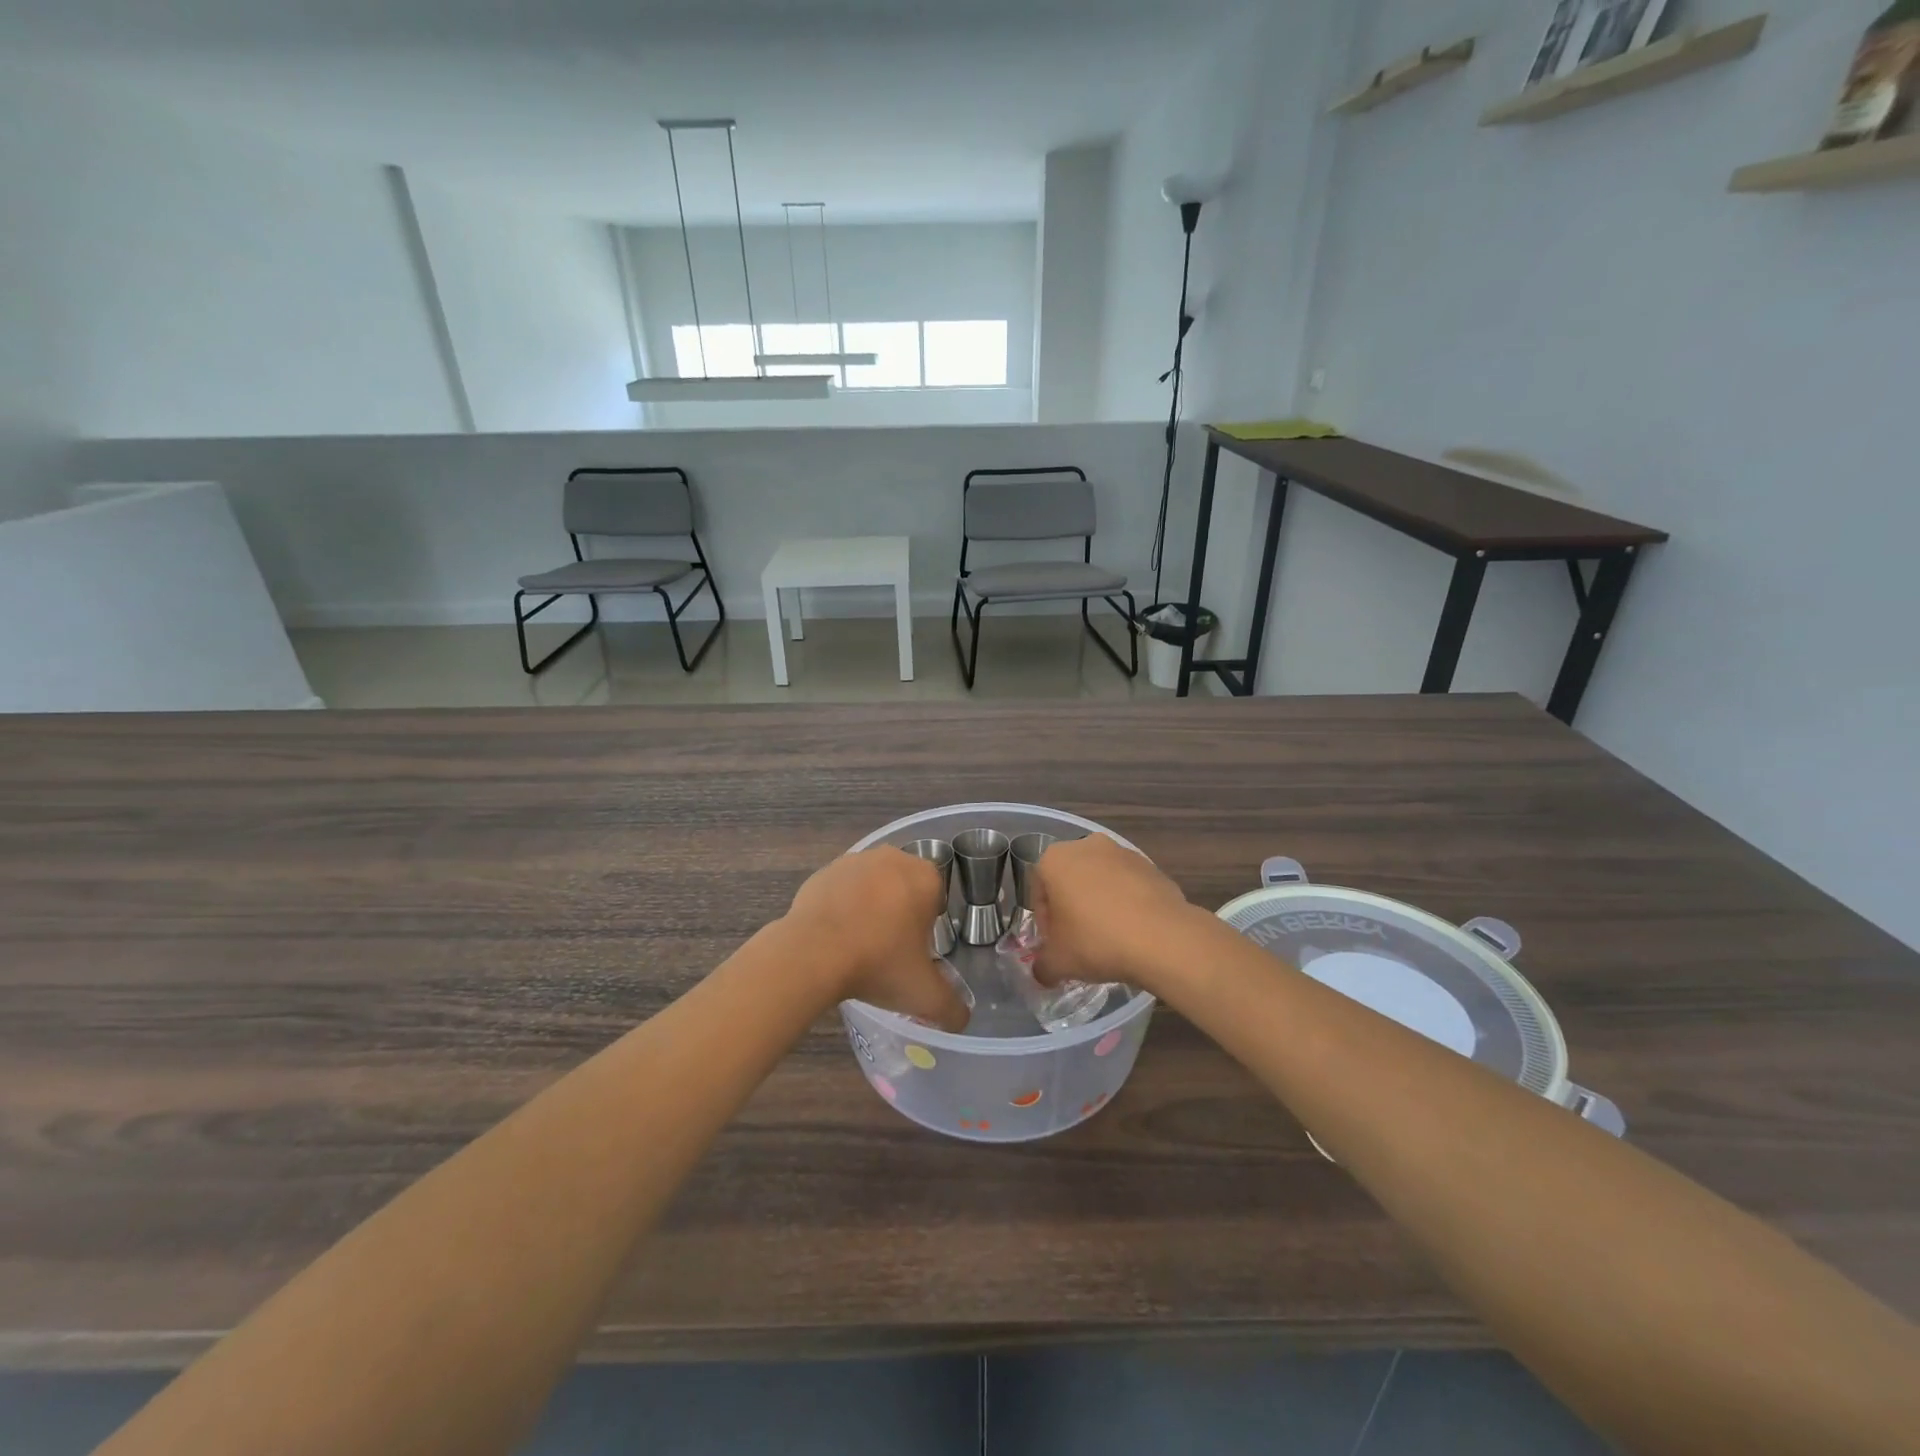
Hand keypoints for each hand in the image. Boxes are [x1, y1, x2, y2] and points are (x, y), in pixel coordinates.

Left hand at [782, 848, 969, 1030]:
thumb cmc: (878, 963)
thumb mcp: (924, 995)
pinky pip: (841, 890)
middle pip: (904, 889)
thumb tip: (961, 1019)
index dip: (926, 928)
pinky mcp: (823, 872)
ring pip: (872, 887)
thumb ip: (951, 1008)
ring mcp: (854, 861)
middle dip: (899, 914)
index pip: (936, 899)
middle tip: (888, 951)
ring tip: (858, 946)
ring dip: (870, 908)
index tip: (913, 952)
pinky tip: (834, 937)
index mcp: (925, 877)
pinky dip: (841, 908)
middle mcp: (893, 858)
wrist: (812, 954)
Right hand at [1031, 834, 1198, 994]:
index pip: (1039, 891)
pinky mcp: (1150, 865)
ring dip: (1099, 904)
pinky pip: (1128, 886)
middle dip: (1071, 909)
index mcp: (1055, 859)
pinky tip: (1133, 931)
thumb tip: (1043, 973)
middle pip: (1069, 881)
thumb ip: (1042, 966)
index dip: (1045, 922)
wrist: (1162, 938)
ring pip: (1100, 881)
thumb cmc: (1096, 941)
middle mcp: (1086, 846)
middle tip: (1079, 942)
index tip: (1057, 945)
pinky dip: (1126, 903)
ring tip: (1110, 938)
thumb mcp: (1058, 962)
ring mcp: (1122, 852)